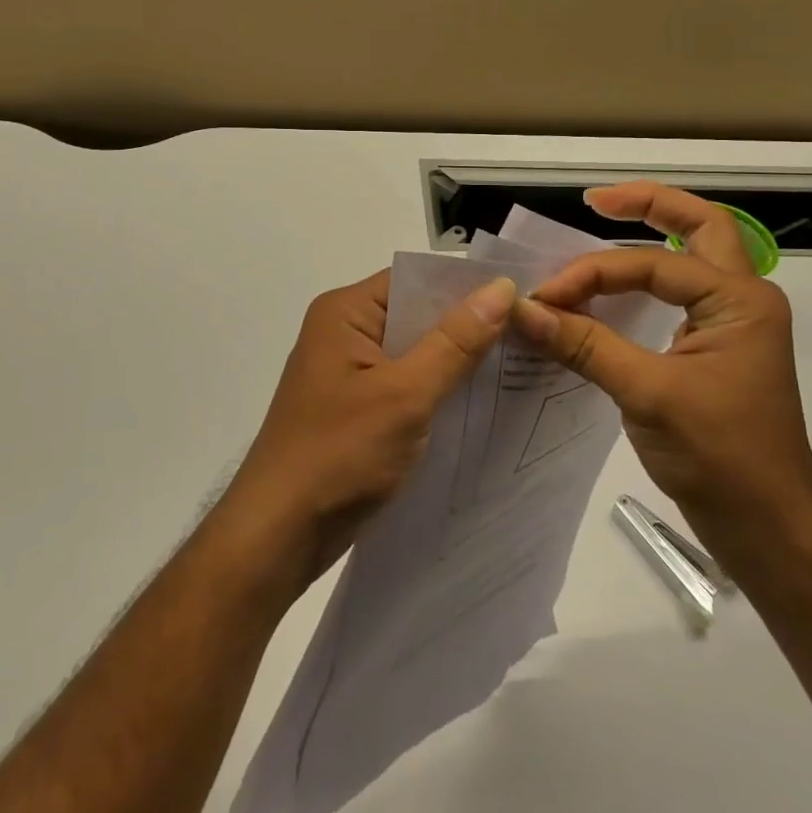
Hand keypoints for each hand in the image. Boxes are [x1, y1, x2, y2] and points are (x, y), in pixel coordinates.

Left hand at [223, 268, 514, 589]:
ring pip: (415, 353)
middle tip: (532, 332)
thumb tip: (500, 288)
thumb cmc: (338, 454)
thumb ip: (455, 342)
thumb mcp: (406, 394)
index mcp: (345, 312)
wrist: (279, 533)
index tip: (522, 296)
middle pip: (416, 314)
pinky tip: (481, 404)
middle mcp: (344, 332)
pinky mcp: (356, 408)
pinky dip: (439, 391)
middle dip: (468, 326)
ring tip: (520, 365)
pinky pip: (406, 385)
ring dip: (457, 362)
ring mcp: (348, 373)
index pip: (414, 279)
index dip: (465, 286)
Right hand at [510, 184, 811, 556]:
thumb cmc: (721, 456)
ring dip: (652, 238)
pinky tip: (611, 291)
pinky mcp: (714, 352)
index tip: (544, 297)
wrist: (770, 528)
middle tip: (596, 201)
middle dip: (651, 205)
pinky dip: (644, 282)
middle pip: (701, 227)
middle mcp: (742, 300)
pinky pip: (678, 296)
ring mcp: (731, 326)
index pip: (651, 265)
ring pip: (692, 259)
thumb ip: (585, 345)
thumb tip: (523, 310)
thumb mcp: (647, 394)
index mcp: (739, 300)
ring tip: (603, 225)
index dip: (591, 274)